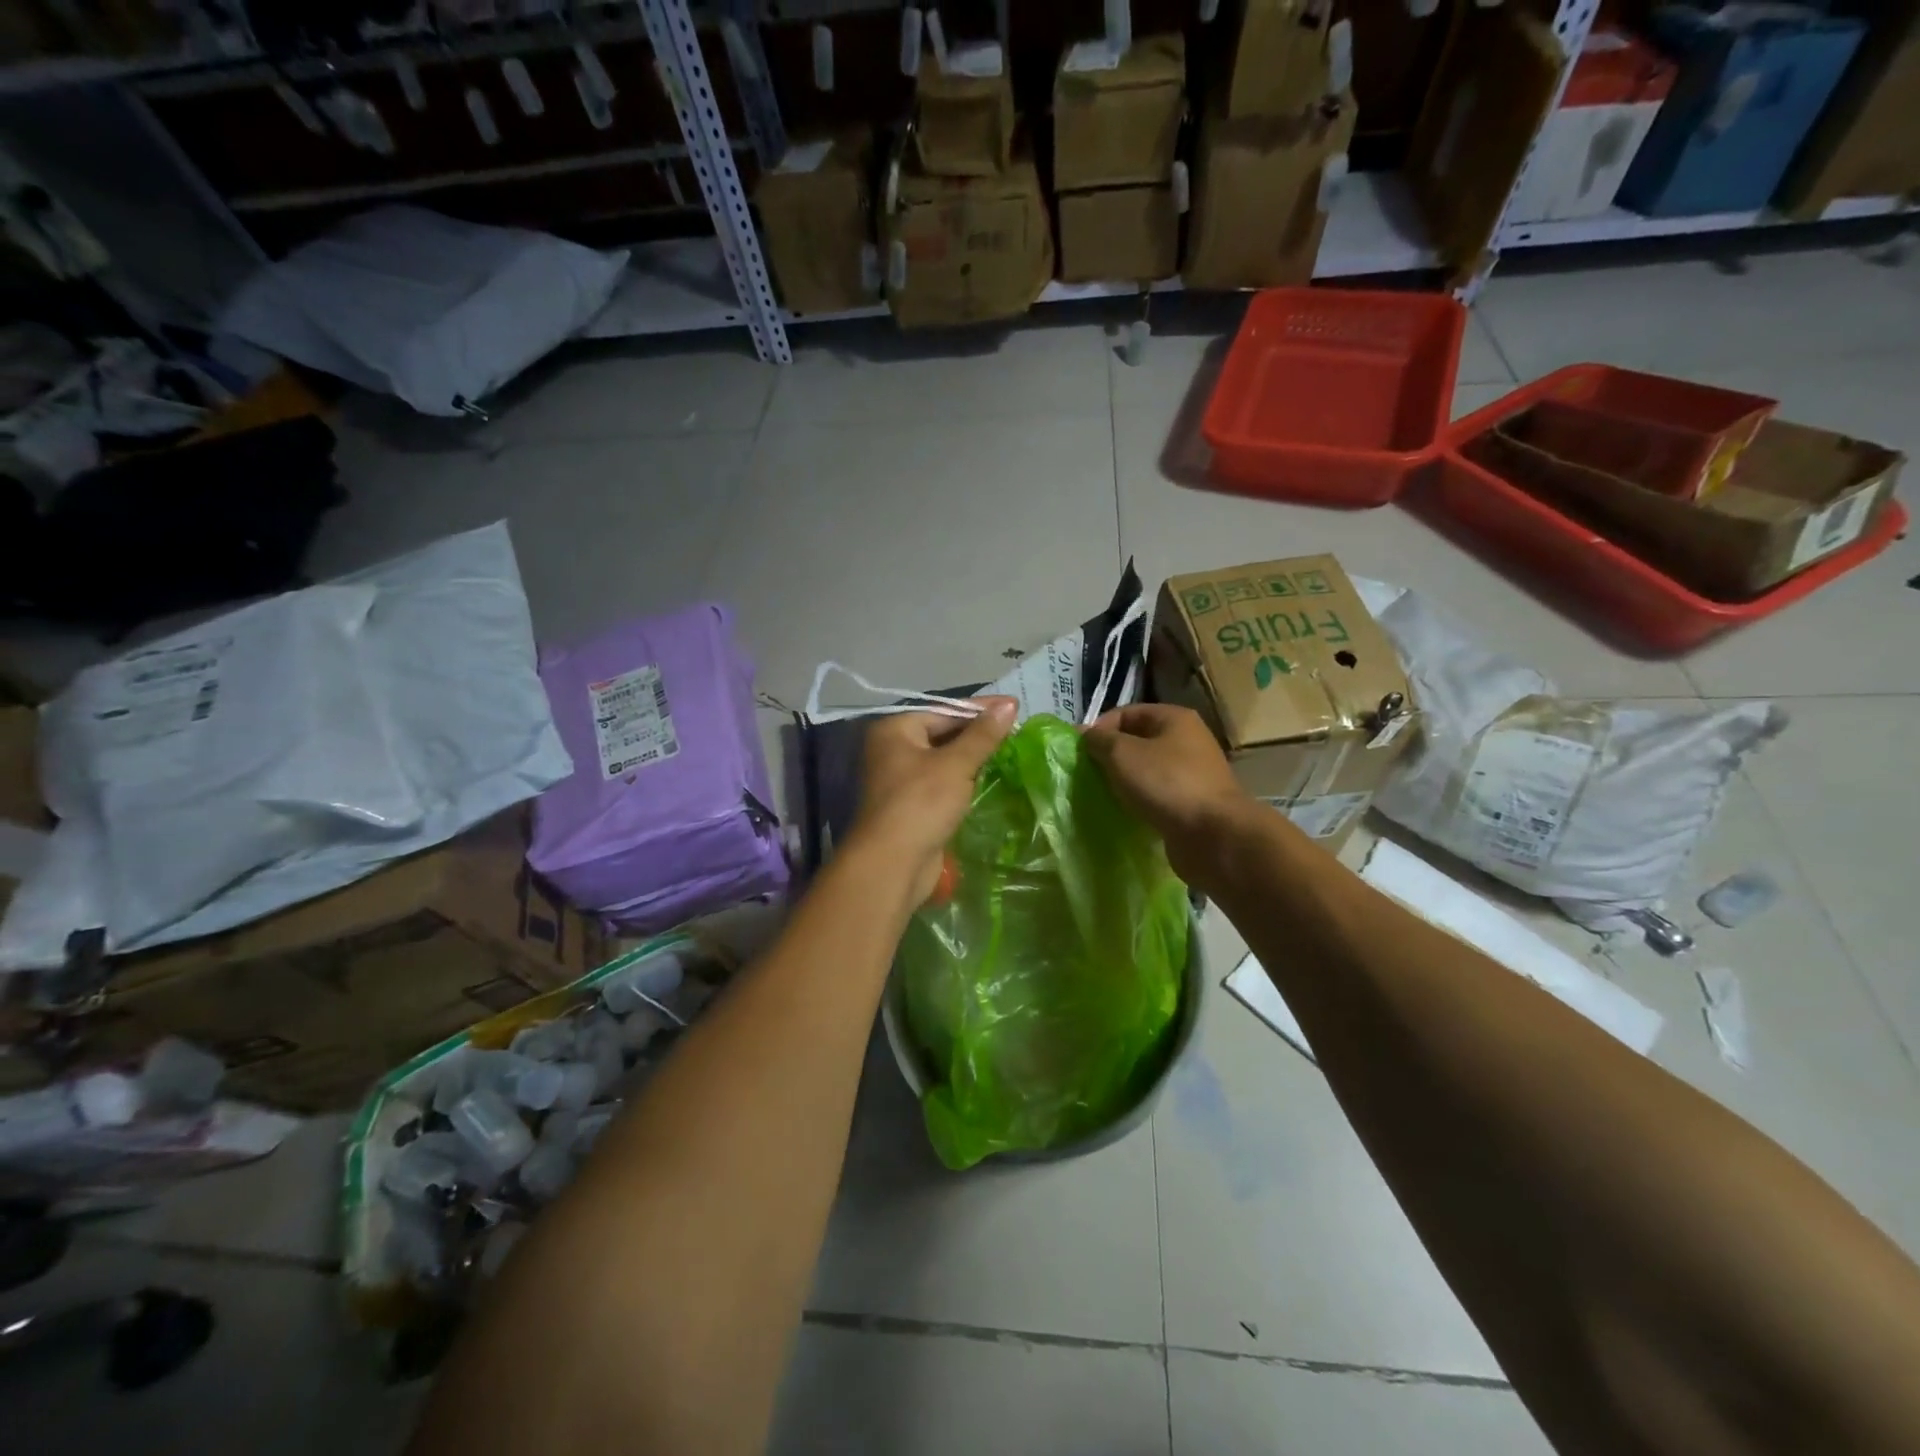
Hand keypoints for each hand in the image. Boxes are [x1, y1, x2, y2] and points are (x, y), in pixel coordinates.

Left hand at [853, 697, 1017, 905]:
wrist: (893, 864)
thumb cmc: (921, 803)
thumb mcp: (956, 764)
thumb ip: (983, 735)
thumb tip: (1009, 705)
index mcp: (895, 730)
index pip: (944, 710)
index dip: (981, 709)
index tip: (1014, 706)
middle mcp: (892, 749)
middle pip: (942, 732)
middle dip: (977, 733)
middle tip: (1015, 729)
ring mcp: (900, 778)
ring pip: (943, 759)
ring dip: (972, 757)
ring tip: (1008, 750)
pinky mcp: (911, 804)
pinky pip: (941, 782)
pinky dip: (963, 778)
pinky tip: (988, 777)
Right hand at [1083, 704, 1253, 881]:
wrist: (1213, 835)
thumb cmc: (1166, 784)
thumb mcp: (1122, 754)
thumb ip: (1100, 741)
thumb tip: (1086, 735)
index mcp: (1174, 719)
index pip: (1127, 713)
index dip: (1100, 728)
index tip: (1078, 752)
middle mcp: (1187, 740)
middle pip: (1137, 741)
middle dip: (1110, 756)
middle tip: (1087, 775)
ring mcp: (1193, 773)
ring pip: (1146, 770)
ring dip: (1124, 781)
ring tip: (1102, 794)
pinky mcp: (1192, 803)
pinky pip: (1157, 795)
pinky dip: (1139, 801)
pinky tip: (1124, 813)